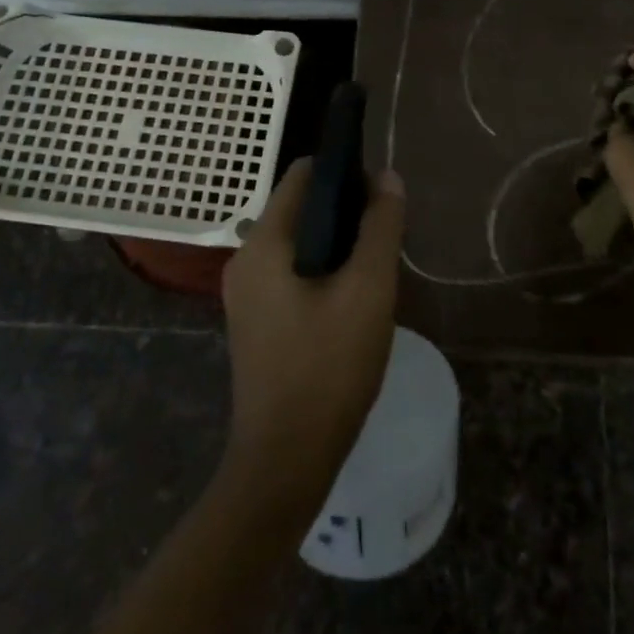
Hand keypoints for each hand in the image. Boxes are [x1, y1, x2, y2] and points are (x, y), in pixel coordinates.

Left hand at [219, 159, 405, 515]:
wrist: (285, 462)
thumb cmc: (328, 367)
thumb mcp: (368, 290)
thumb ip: (380, 227)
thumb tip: (387, 176)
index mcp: (264, 243)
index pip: (302, 175)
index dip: (343, 171)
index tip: (380, 194)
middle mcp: (246, 259)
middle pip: (300, 208)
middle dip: (345, 212)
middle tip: (384, 238)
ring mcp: (246, 294)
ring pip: (299, 243)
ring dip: (338, 245)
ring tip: (375, 269)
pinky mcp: (256, 321)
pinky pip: (292, 273)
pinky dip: (323, 271)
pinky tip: (353, 300)